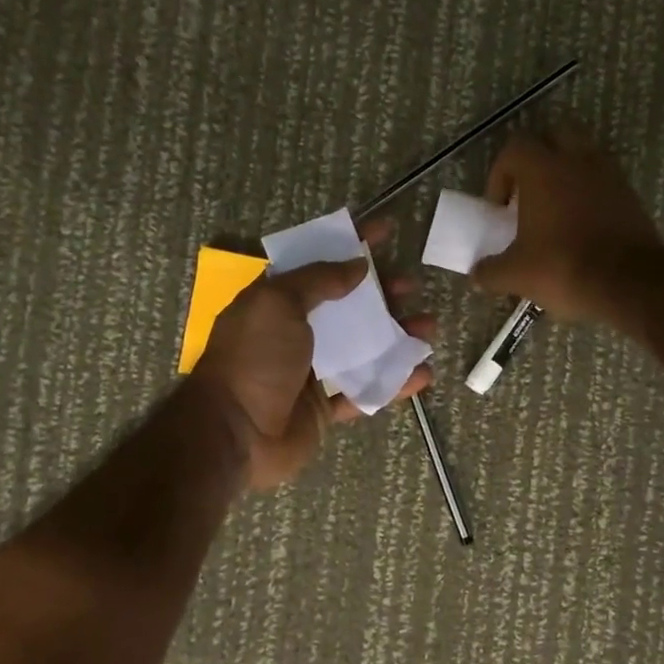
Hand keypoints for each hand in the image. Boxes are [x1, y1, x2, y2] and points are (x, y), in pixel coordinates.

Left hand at [191, 222, 434, 491]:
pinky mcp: (324, 409)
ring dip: (397, 337)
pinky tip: (422, 374)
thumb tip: (357, 266)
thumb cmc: (254, 358)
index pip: (320, 265)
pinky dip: (394, 383)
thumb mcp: (277, 304)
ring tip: (428, 330)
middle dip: (383, 295)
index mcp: (278, 303)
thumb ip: (319, 281)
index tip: (386, 231)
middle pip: (348, 308)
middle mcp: (296, 334)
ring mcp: (311, 373)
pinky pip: (365, 391)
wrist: (235, 432)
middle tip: (412, 287)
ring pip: (363, 349)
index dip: (351, 245)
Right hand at [473, 119, 662, 322]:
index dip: (500, 175)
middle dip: (537, 161)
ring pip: (583, 156)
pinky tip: (583, 227)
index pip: (514, 149)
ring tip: (557, 211)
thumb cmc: (563, 268)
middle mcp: (577, 160)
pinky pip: (604, 181)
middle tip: (528, 196)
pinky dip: (590, 194)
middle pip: (553, 138)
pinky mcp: (630, 195)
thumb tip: (477, 274)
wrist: (629, 283)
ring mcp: (609, 174)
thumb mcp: (516, 275)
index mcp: (542, 170)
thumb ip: (491, 271)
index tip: (499, 209)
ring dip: (567, 175)